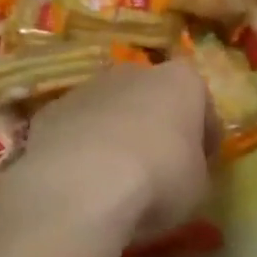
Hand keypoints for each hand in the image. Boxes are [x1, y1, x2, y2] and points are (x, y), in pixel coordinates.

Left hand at [0, 62, 215, 254]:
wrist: (82, 185)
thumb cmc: (159, 179)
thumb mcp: (198, 185)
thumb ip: (193, 167)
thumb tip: (182, 169)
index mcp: (181, 81)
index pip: (202, 102)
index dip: (205, 134)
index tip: (204, 162)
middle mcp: (135, 71)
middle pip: (152, 96)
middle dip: (156, 124)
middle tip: (158, 166)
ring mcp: (89, 86)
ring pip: (110, 108)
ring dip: (115, 133)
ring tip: (114, 177)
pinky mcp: (52, 110)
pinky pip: (76, 127)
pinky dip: (80, 146)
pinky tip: (80, 180)